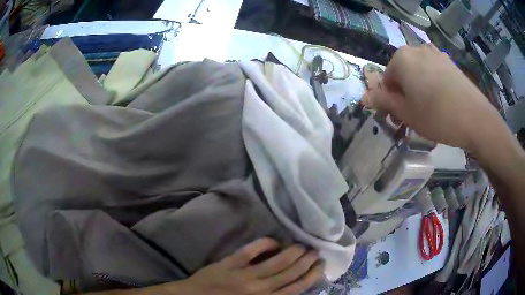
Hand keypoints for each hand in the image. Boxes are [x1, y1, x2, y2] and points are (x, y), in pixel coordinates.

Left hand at [176, 238, 323, 294]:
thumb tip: (291, 284)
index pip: (296, 287)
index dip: (311, 274)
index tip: (320, 264)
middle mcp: (259, 288)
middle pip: (291, 272)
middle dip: (307, 261)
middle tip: (316, 250)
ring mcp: (244, 275)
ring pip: (276, 262)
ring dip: (293, 252)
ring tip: (303, 244)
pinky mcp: (230, 263)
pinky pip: (251, 251)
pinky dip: (265, 244)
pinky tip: (275, 241)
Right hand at [364, 44, 501, 151]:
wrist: (475, 118)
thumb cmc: (437, 116)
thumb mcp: (406, 113)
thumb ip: (383, 101)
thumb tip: (364, 96)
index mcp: (401, 58)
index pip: (386, 79)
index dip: (391, 100)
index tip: (400, 117)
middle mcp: (417, 49)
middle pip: (403, 73)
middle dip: (405, 93)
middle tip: (415, 115)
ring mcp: (436, 54)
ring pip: (419, 71)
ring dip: (419, 88)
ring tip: (430, 109)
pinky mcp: (450, 62)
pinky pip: (434, 71)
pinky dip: (433, 84)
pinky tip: (443, 101)